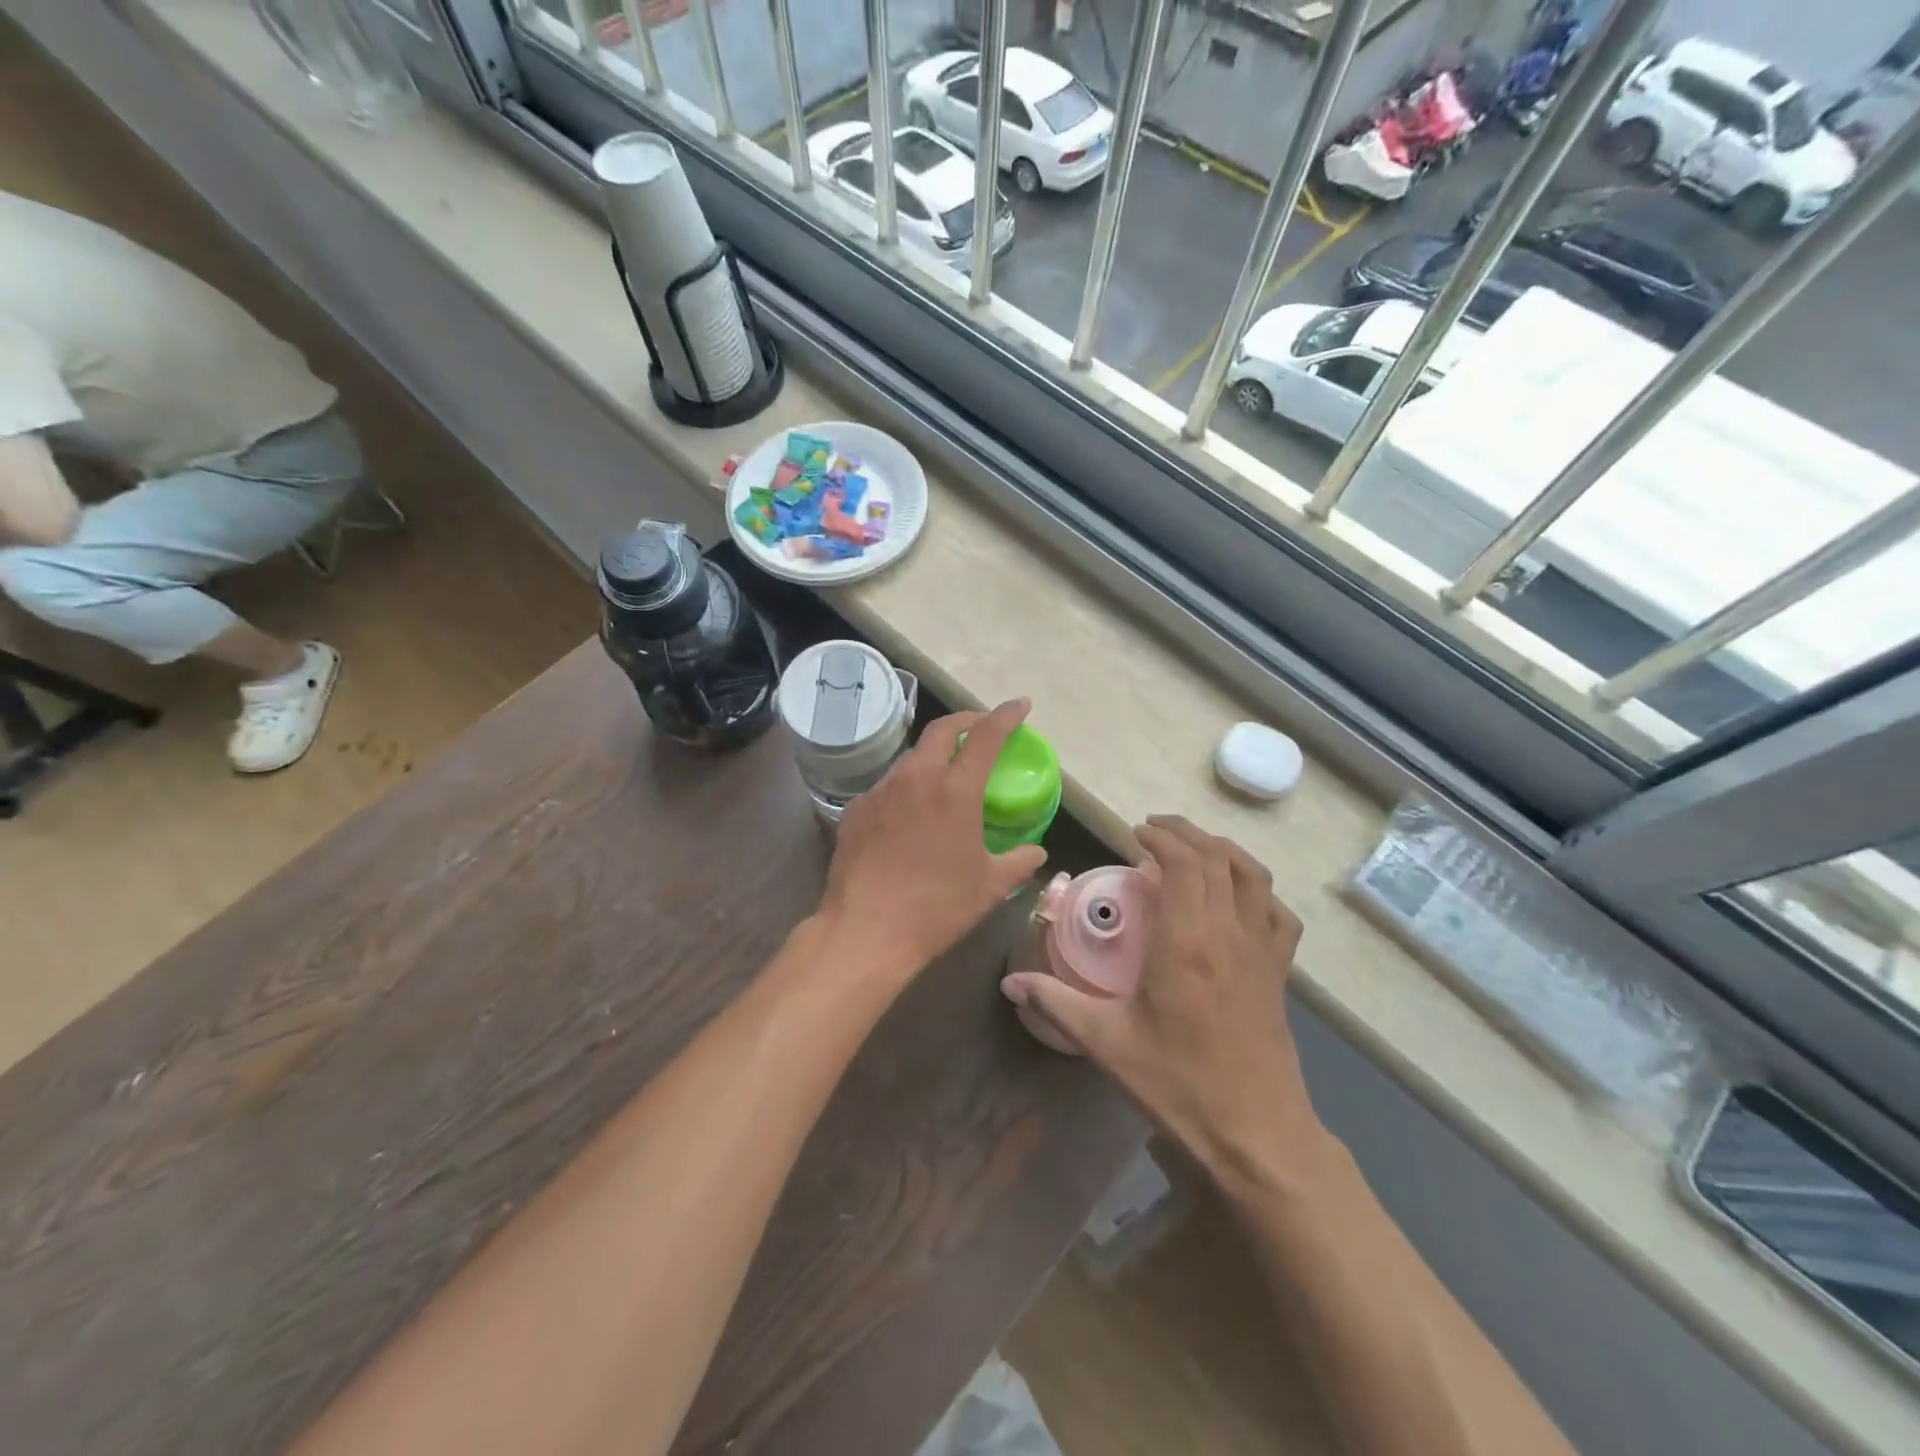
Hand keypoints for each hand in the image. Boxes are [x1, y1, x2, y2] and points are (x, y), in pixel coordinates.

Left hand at [816, 699, 1048, 992]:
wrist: (866, 931)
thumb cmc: (936, 908)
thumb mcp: (988, 887)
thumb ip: (1018, 862)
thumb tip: (1036, 853)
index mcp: (954, 791)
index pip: (986, 736)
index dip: (1006, 715)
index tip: (1021, 706)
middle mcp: (915, 778)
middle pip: (942, 730)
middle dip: (967, 721)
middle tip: (982, 728)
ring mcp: (880, 791)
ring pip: (911, 757)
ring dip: (934, 755)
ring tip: (946, 774)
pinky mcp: (855, 809)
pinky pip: (887, 786)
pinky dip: (907, 786)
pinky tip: (909, 813)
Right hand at [1001, 815, 1323, 1188]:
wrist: (1257, 1135)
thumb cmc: (1178, 1085)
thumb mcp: (1107, 1042)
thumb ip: (1056, 1002)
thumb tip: (1010, 983)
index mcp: (1186, 941)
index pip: (1183, 863)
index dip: (1162, 838)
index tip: (1135, 834)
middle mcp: (1228, 932)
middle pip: (1217, 857)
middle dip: (1186, 833)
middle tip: (1154, 831)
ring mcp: (1262, 951)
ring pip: (1253, 876)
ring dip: (1223, 851)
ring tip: (1194, 849)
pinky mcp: (1280, 974)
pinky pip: (1279, 914)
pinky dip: (1259, 890)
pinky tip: (1240, 898)